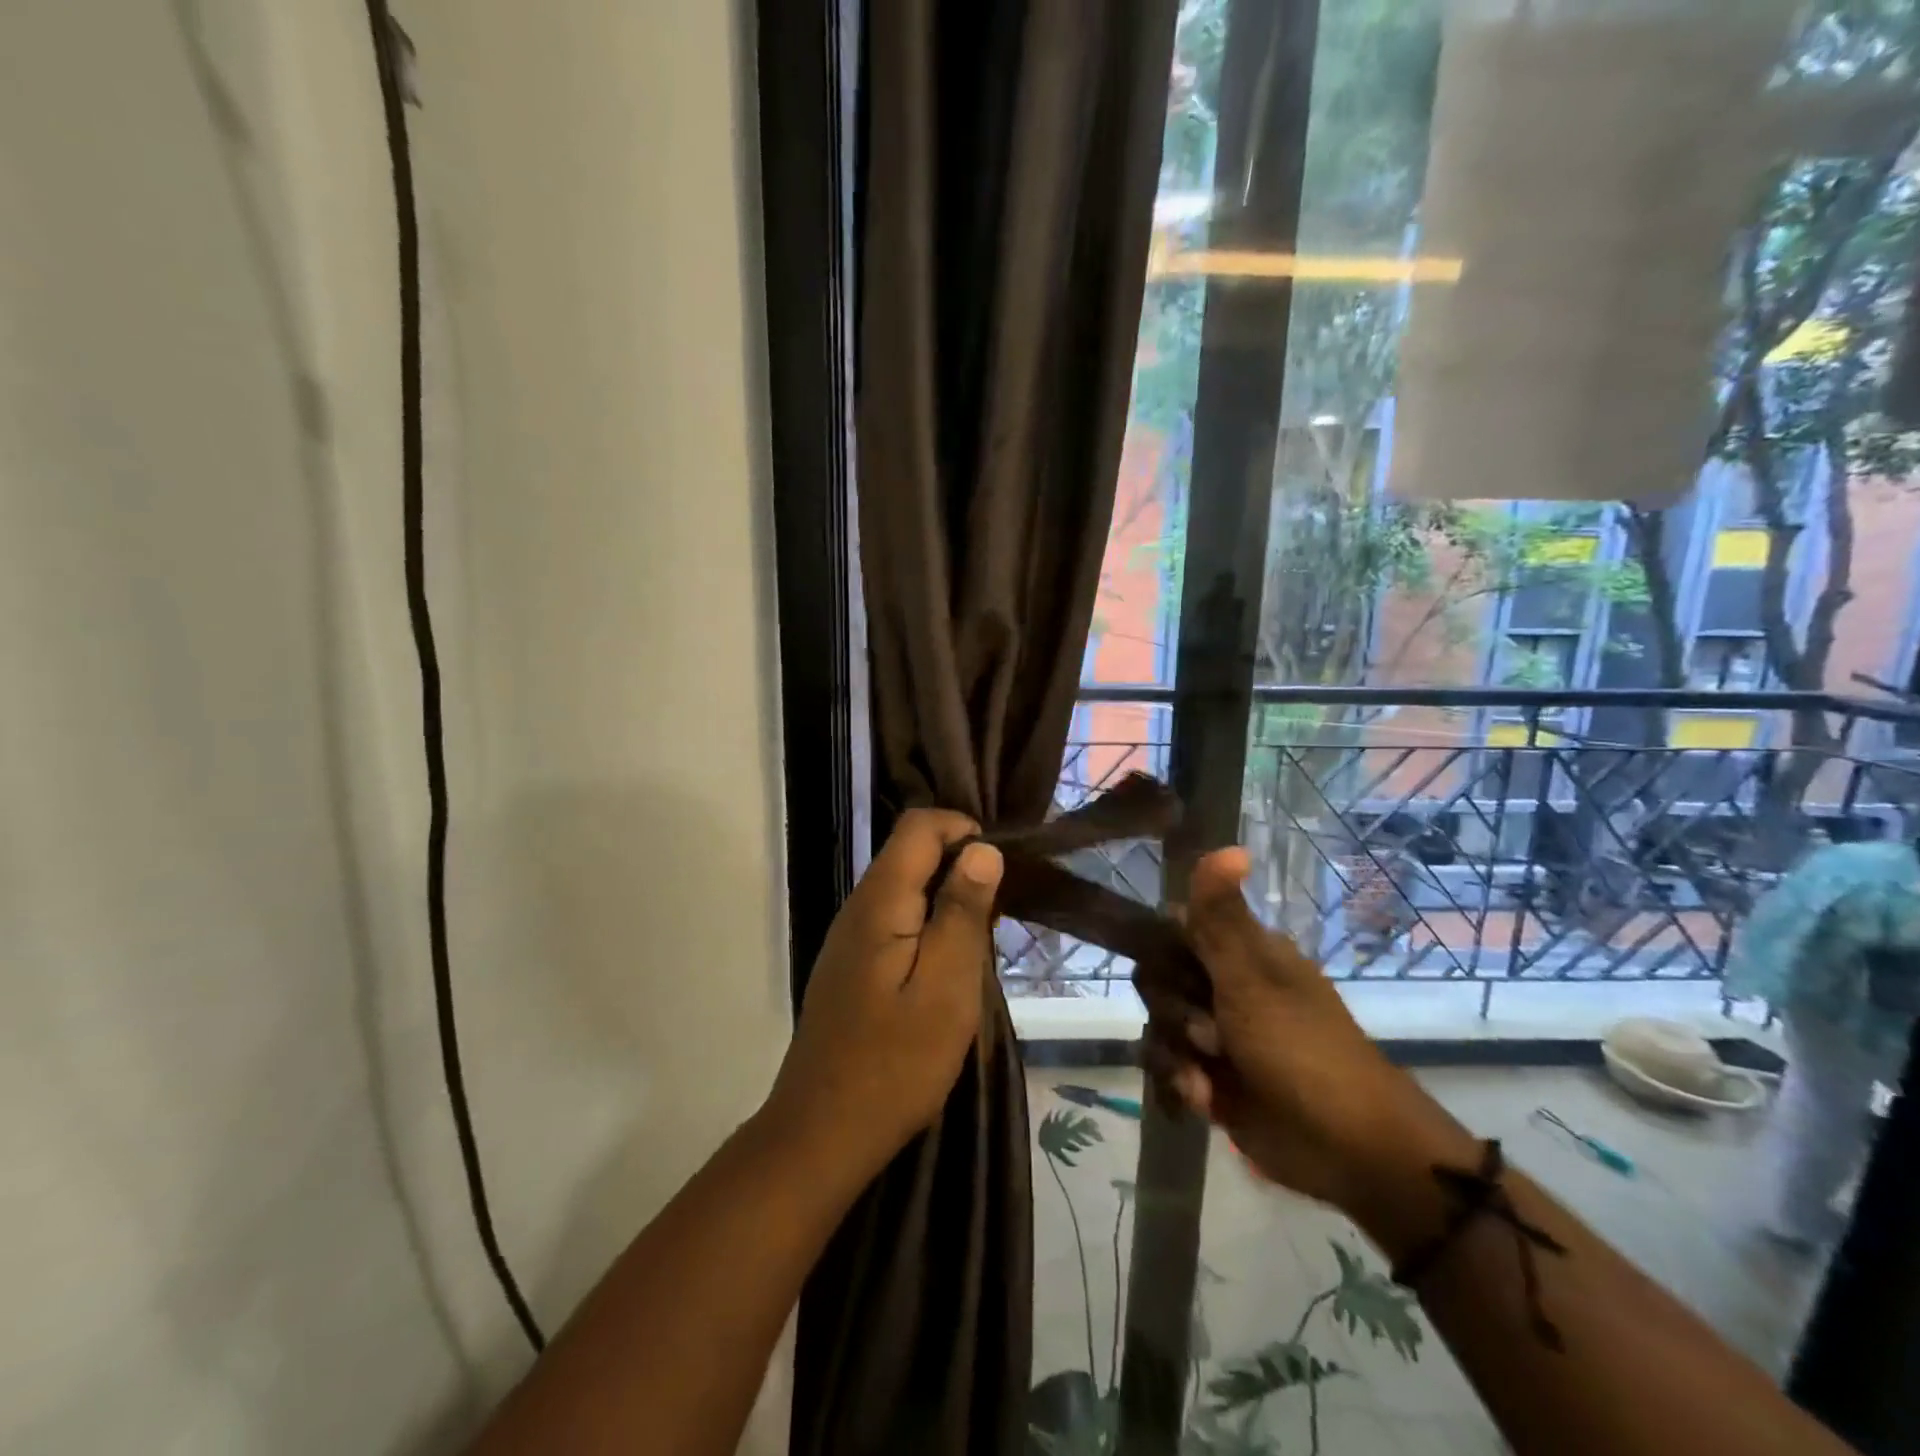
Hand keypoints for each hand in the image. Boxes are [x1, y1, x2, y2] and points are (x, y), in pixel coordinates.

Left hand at [765, 809, 1002, 1180]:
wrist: (822, 1134)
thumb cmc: (895, 1065)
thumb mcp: (946, 989)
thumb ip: (962, 914)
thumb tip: (982, 848)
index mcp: (880, 902)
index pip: (919, 826)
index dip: (963, 830)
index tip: (1000, 872)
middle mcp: (858, 907)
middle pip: (910, 853)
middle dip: (959, 869)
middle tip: (995, 922)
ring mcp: (850, 937)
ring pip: (905, 888)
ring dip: (946, 902)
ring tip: (977, 951)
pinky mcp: (851, 965)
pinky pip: (895, 921)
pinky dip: (928, 929)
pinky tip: (944, 974)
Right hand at [1164, 848, 1467, 1225]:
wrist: (1348, 1149)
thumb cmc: (1303, 1050)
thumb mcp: (1253, 978)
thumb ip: (1223, 917)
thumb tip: (1228, 844)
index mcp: (1240, 952)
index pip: (1173, 926)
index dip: (1160, 946)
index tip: (1168, 967)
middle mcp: (1223, 985)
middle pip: (1157, 976)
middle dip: (1171, 1009)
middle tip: (1208, 1031)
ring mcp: (1215, 1033)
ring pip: (1157, 1022)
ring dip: (1175, 1051)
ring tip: (1207, 1074)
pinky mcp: (1209, 1076)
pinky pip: (1165, 1063)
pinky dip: (1180, 1081)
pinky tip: (1204, 1099)